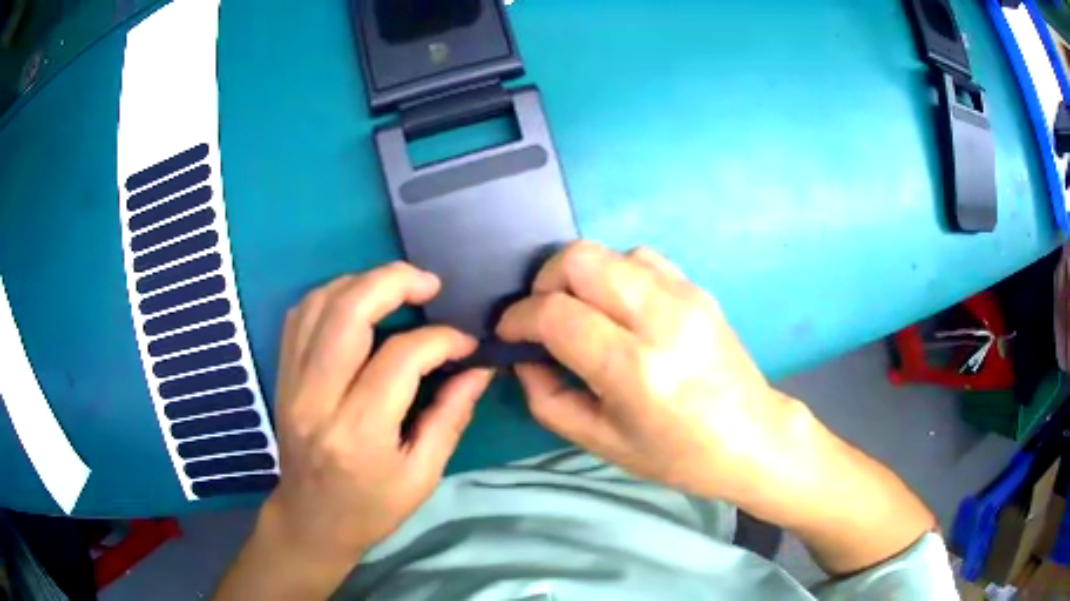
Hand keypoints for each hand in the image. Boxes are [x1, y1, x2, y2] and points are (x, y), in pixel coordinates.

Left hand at [220, 263, 491, 598]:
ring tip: (396, 288)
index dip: (440, 339)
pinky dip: (331, 296)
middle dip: (393, 282)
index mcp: (358, 434)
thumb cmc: (371, 508)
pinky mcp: (281, 376)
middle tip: (428, 283)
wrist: (310, 520)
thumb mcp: (422, 475)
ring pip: (319, 304)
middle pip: (348, 313)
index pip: (400, 358)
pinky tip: (356, 302)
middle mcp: (317, 400)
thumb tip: (478, 368)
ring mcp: (291, 383)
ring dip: (361, 282)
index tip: (465, 343)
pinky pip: (299, 315)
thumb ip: (450, 416)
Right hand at [497, 242, 935, 575]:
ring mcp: (685, 296)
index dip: (519, 318)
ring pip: (609, 252)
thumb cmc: (677, 454)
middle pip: (579, 259)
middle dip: (546, 282)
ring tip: (583, 313)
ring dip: (581, 277)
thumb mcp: (600, 441)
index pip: (556, 314)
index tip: (511, 333)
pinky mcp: (698, 288)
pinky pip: (641, 258)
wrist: (752, 437)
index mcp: (635, 369)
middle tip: (544, 316)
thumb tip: (522, 355)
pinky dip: (616, 274)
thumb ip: (546, 396)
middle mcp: (661, 318)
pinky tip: (620, 308)